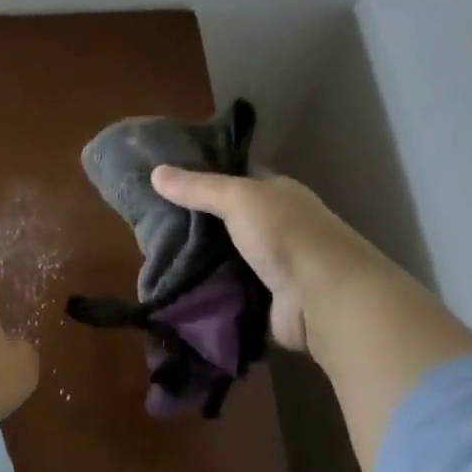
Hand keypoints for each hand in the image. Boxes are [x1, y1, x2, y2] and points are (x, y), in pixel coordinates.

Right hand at [150, 167, 379, 353]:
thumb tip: (155, 172)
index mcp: (277, 194)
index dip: (204, 177)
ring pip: (226, 257)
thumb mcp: (238, 199)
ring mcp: (273, 265)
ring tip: (155, 259)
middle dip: (195, 224)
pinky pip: (229, 290)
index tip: (165, 182)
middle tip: (150, 225)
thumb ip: (199, 188)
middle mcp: (278, 225)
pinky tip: (178, 289)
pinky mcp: (266, 299)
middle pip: (228, 221)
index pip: (237, 178)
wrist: (321, 295)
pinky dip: (209, 291)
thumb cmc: (285, 234)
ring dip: (199, 261)